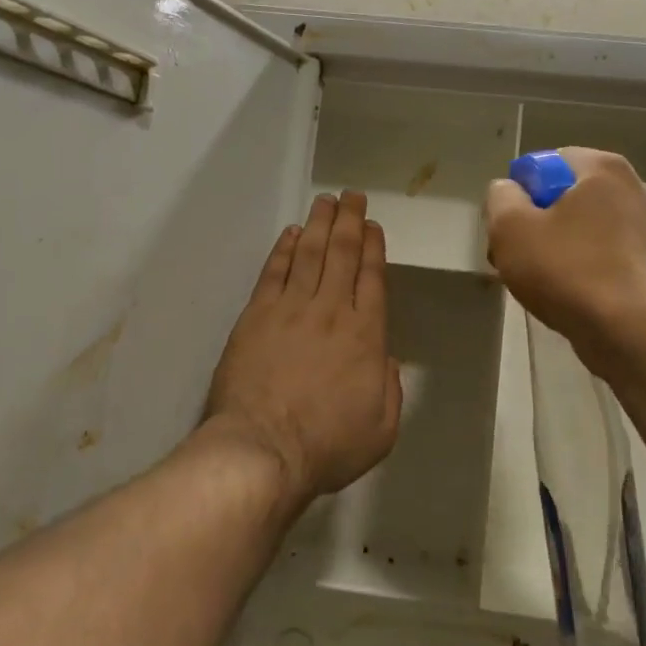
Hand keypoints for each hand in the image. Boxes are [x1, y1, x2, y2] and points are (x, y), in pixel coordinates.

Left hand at [204, 191, 402, 505]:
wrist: (263, 449)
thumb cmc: (327, 445)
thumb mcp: (382, 427)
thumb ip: (389, 386)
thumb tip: (384, 358)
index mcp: (365, 334)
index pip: (372, 277)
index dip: (373, 247)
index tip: (373, 225)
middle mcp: (330, 310)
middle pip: (342, 254)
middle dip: (349, 221)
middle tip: (351, 196)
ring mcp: (290, 309)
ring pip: (309, 254)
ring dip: (318, 224)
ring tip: (326, 201)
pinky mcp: (256, 315)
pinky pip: (274, 272)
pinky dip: (284, 249)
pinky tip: (291, 234)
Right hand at [485, 148, 645, 377]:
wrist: (636, 334)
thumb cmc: (569, 271)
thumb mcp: (511, 228)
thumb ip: (500, 197)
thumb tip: (509, 192)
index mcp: (602, 168)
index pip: (543, 164)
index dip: (518, 195)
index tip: (510, 230)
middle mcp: (633, 188)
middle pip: (563, 197)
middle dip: (535, 224)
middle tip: (516, 259)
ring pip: (582, 229)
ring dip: (555, 249)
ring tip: (539, 284)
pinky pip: (602, 255)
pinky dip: (581, 269)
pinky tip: (568, 297)